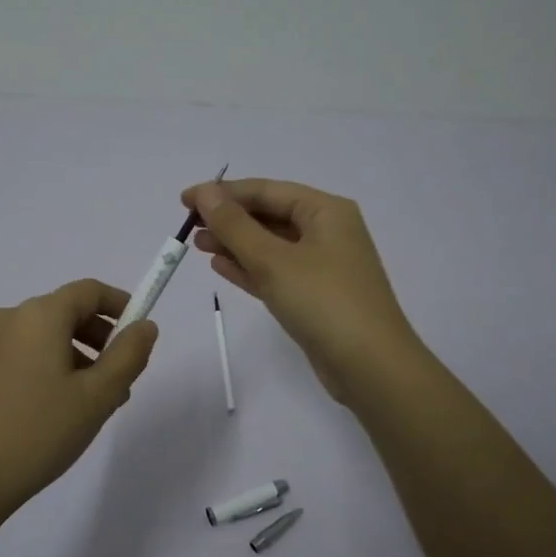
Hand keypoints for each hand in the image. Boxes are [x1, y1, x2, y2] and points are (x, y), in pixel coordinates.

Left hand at [0, 279, 158, 521]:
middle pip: (66, 312)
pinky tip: (59, 407)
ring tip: (94, 402)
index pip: (89, 291)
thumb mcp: (98, 396)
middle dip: (100, 338)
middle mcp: (8, 318)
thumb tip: (144, 326)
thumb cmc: (39, 433)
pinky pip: (24, 352)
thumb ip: (129, 355)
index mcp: (38, 315)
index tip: (141, 333)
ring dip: (77, 355)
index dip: (121, 305)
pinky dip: (50, 366)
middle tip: (121, 378)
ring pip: (46, 336)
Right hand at [183, 179, 420, 404]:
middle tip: (189, 226)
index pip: (267, 190)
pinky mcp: (315, 296)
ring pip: (271, 245)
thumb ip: (235, 226)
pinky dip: (250, 268)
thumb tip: (206, 194)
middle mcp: (328, 232)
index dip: (223, 193)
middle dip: (229, 219)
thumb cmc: (323, 301)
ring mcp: (323, 265)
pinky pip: (277, 272)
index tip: (185, 200)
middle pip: (270, 215)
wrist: (370, 366)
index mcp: (326, 211)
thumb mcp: (273, 260)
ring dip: (235, 243)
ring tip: (198, 244)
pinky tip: (221, 267)